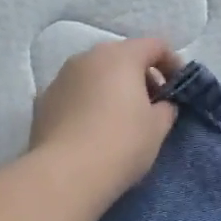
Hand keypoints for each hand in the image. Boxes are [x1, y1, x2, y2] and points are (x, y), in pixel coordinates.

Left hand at [30, 38, 181, 202]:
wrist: (66, 174)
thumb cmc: (121, 145)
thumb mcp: (157, 129)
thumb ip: (166, 108)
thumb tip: (161, 104)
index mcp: (120, 57)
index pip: (155, 46)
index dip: (172, 63)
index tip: (178, 89)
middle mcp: (87, 58)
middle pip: (121, 57)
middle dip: (140, 76)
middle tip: (150, 106)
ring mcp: (60, 78)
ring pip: (93, 74)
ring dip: (110, 89)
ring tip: (118, 120)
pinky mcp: (42, 102)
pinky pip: (73, 94)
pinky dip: (86, 103)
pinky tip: (90, 131)